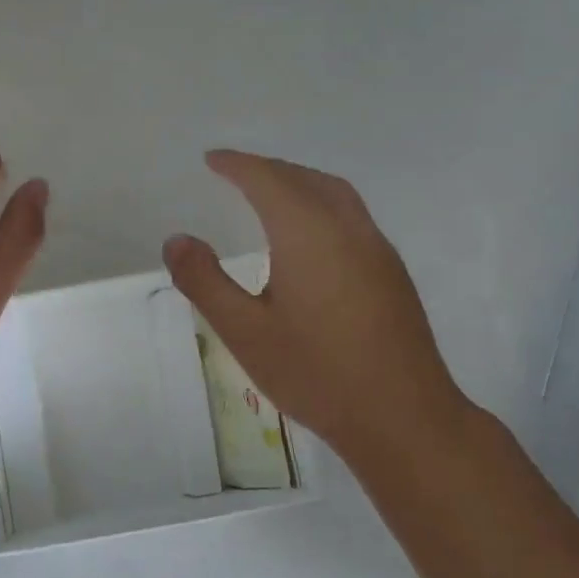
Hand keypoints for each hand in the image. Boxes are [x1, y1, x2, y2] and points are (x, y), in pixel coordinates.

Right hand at [163, 150, 470, 466]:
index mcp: (308, 233)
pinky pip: (352, 216)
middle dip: (268, 169)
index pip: (268, 179)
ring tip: (270, 193)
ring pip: (335, 194)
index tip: (213, 160)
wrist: (402, 417)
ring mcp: (377, 249)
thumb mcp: (245, 332)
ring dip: (299, 182)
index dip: (238, 165)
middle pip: (305, 179)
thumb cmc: (316, 374)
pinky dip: (321, 204)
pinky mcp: (392, 272)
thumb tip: (176, 239)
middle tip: (235, 173)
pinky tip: (310, 236)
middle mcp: (348, 228)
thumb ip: (205, 282)